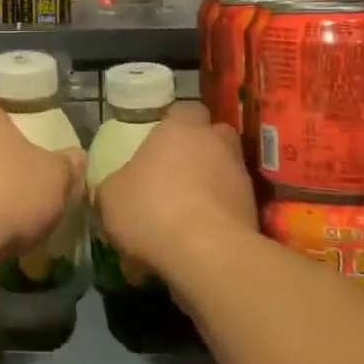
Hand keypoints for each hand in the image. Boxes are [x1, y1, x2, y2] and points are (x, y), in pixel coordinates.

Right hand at [95, 102, 255, 281]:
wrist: (206, 255)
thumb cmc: (151, 210)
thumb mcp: (110, 197)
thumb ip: (114, 186)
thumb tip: (113, 189)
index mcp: (181, 129)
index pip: (185, 109)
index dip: (173, 123)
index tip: (158, 142)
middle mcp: (217, 145)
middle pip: (213, 138)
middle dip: (198, 153)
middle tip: (174, 176)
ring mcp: (241, 179)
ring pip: (223, 175)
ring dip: (207, 190)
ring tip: (181, 219)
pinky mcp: (254, 213)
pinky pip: (229, 209)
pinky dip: (215, 220)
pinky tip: (194, 243)